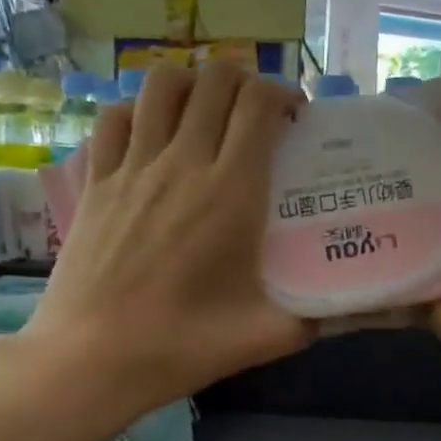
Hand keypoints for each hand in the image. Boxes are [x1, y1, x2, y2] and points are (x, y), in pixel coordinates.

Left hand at [28, 60, 311, 411]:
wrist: (91, 360)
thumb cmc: (182, 346)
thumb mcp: (267, 336)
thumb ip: (318, 317)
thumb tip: (348, 307)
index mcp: (231, 191)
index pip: (259, 104)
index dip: (283, 95)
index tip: (295, 120)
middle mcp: (182, 162)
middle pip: (214, 80)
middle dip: (244, 81)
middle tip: (256, 114)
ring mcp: (131, 167)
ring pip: (161, 86)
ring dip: (191, 84)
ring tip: (204, 112)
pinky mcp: (94, 182)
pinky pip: (114, 118)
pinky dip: (138, 110)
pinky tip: (149, 134)